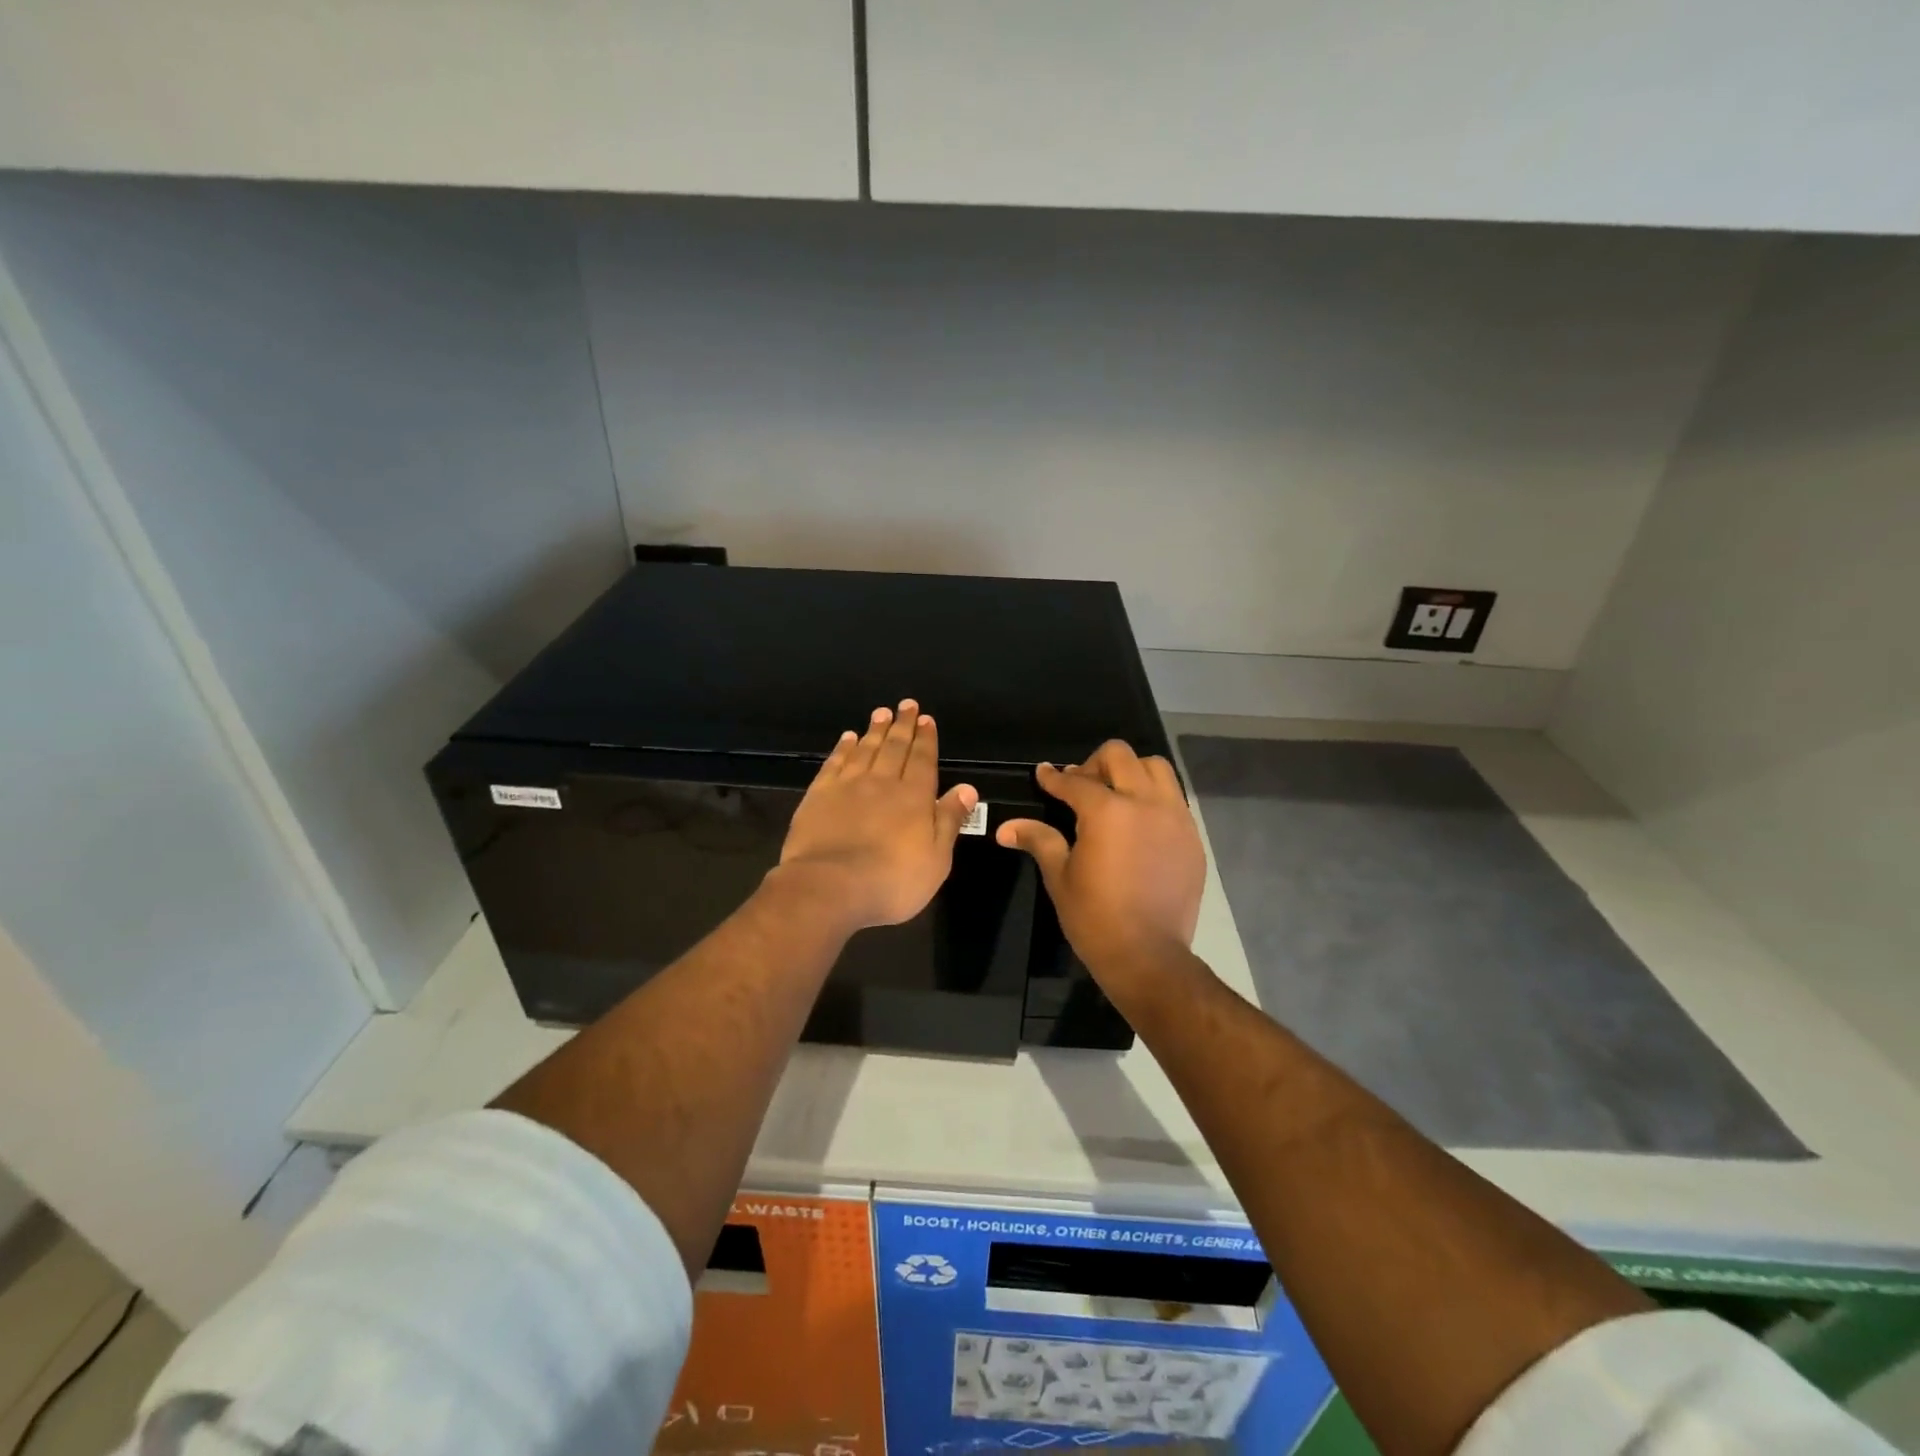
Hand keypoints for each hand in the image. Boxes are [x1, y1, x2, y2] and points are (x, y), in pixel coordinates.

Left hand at [777, 700, 978, 932]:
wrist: (830, 886)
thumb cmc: (892, 880)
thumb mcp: (936, 859)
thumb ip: (950, 820)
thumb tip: (968, 788)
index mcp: (914, 797)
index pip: (923, 760)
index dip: (926, 738)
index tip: (926, 718)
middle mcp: (883, 783)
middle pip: (895, 747)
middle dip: (903, 725)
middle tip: (906, 705)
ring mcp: (848, 786)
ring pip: (865, 750)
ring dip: (875, 730)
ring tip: (881, 713)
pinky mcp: (819, 796)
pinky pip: (835, 763)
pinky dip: (843, 748)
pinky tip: (847, 738)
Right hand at [996, 741, 1205, 981]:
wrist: (1149, 957)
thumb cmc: (1095, 918)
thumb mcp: (1060, 877)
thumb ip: (1038, 840)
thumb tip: (1005, 828)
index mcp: (1108, 812)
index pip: (1075, 782)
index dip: (1054, 777)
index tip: (1044, 774)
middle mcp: (1146, 803)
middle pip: (1120, 757)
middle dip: (1094, 764)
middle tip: (1080, 786)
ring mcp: (1175, 818)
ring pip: (1156, 769)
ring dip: (1131, 772)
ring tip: (1115, 796)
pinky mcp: (1193, 837)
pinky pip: (1174, 799)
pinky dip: (1154, 797)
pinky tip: (1139, 822)